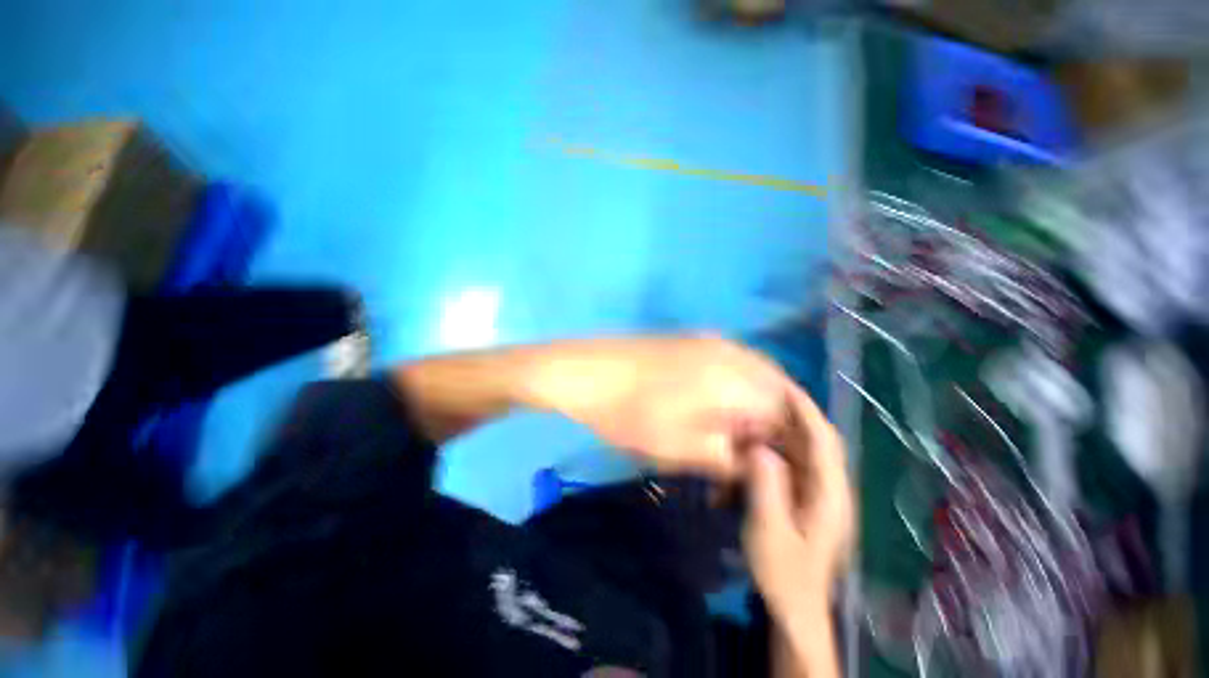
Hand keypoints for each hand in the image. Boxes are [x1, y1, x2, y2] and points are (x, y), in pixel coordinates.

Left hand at [529, 336, 800, 479]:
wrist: (586, 371)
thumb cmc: (632, 413)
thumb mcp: (682, 448)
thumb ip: (729, 457)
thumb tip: (756, 460)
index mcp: (736, 378)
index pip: (788, 412)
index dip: (789, 444)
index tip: (776, 469)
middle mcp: (732, 352)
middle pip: (777, 389)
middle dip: (774, 424)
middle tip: (757, 454)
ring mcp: (711, 341)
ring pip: (755, 375)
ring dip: (755, 406)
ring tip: (738, 437)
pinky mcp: (692, 340)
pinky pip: (732, 364)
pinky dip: (737, 389)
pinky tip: (719, 409)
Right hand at [742, 392, 852, 619]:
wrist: (794, 610)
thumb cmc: (784, 575)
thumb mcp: (769, 531)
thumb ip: (766, 487)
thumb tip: (759, 448)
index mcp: (830, 494)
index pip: (823, 439)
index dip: (804, 409)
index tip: (780, 385)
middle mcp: (830, 488)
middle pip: (811, 441)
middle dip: (783, 419)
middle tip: (751, 402)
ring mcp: (818, 494)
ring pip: (798, 453)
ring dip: (772, 438)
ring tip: (745, 428)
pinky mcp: (805, 500)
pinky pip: (789, 467)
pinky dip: (769, 457)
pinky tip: (747, 459)